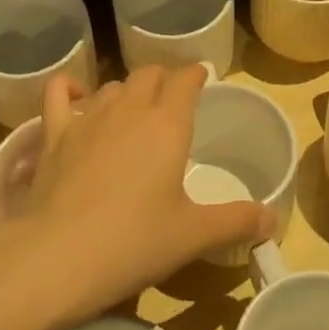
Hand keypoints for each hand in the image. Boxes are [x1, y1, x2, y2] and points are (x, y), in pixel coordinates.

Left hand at [10, 65, 275, 323]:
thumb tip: (274, 219)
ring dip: (126, 90)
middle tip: (172, 96)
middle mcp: (129, 108)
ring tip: (133, 107)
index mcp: (167, 124)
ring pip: (112, 85)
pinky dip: (69, 87)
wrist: (60, 255)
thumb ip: (236, 221)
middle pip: (149, 74)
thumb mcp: (193, 235)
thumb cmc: (134, 242)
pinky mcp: (54, 132)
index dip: (195, 74)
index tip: (202, 78)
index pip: (185, 79)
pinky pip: (58, 92)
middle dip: (164, 78)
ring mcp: (88, 117)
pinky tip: (75, 95)